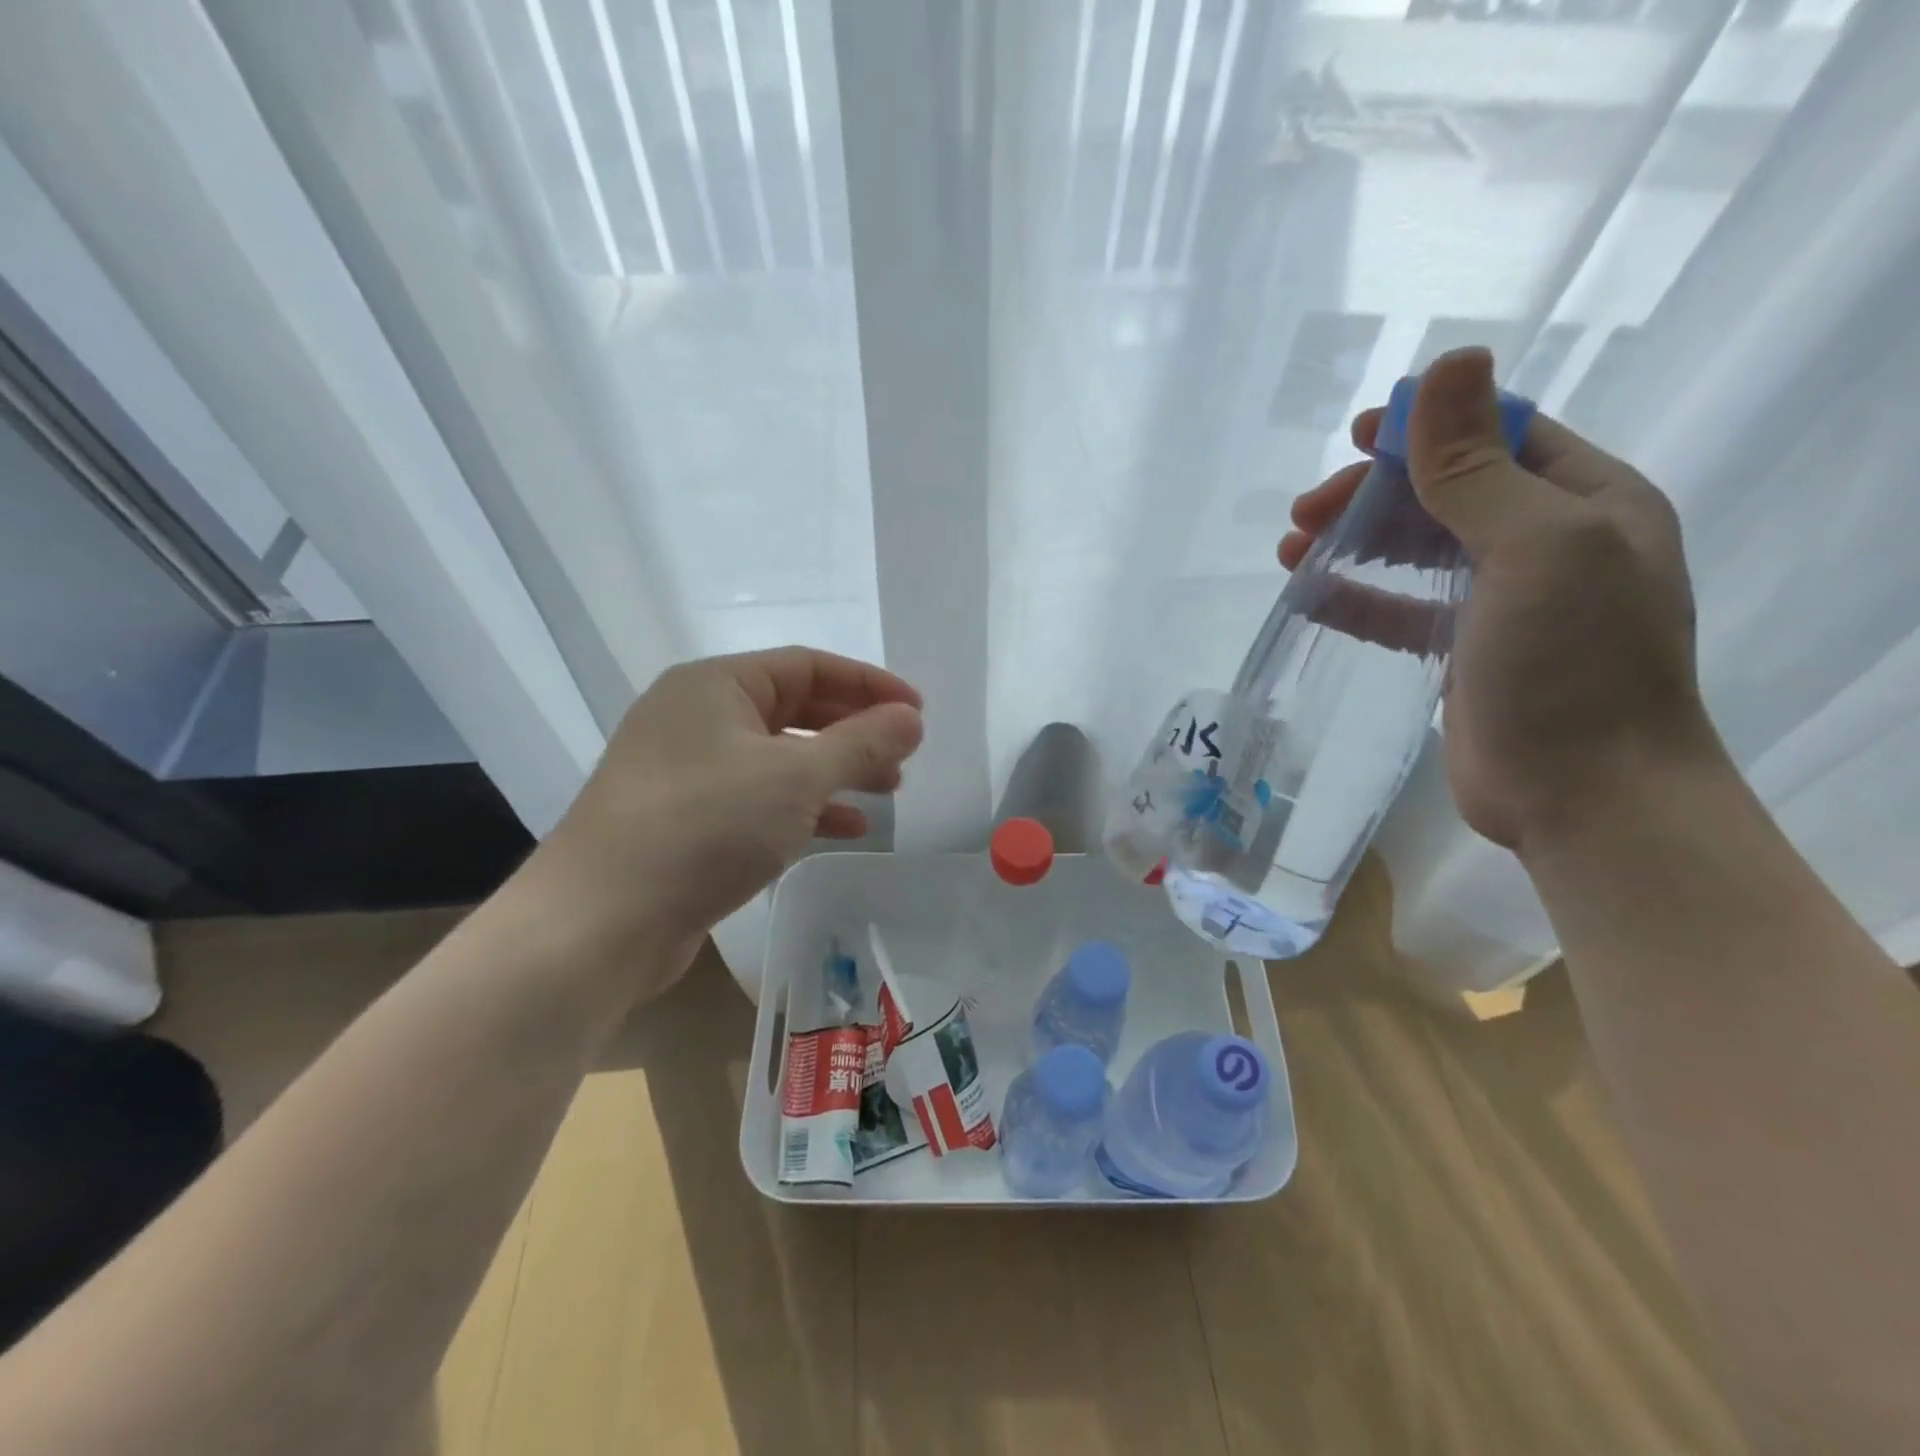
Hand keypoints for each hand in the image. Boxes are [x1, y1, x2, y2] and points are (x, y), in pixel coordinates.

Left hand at [526, 647, 923, 994]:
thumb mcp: (795, 778)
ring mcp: (686, 770)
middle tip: (903, 755)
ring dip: (835, 770)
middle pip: (794, 709)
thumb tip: (912, 718)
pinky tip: (846, 827)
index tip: (917, 711)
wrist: (598, 924)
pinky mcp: (685, 819)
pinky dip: (804, 807)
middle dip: (854, 730)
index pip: (808, 666)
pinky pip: (758, 797)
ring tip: (887, 790)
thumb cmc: (704, 827)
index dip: (869, 685)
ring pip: (778, 757)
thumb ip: (861, 743)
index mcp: (715, 685)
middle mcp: (696, 716)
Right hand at [1278, 348, 1719, 852]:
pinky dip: (1357, 598)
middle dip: (1372, 495)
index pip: (1499, 438)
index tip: (1354, 436)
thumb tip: (1446, 364)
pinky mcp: (1463, 654)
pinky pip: (1401, 610)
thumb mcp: (1533, 547)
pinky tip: (1311, 596)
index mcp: (1586, 502)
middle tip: (1303, 512)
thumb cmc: (1573, 664)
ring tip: (1290, 550)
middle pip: (1446, 494)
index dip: (1426, 428)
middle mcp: (1549, 544)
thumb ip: (1477, 466)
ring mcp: (1505, 603)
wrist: (1586, 795)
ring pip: (1417, 552)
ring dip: (1355, 543)